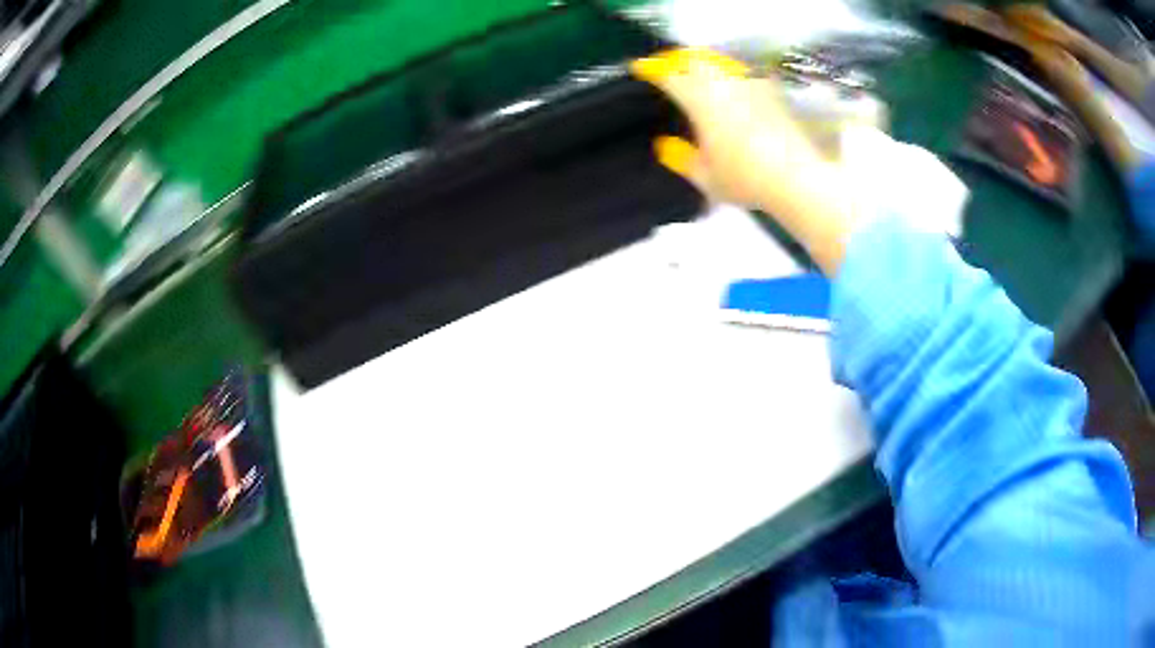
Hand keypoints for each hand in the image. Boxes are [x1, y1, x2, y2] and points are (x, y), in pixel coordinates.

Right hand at [630, 49, 822, 212]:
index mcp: (699, 99)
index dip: (651, 69)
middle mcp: (723, 83)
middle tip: (671, 71)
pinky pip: (744, 75)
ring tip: (702, 78)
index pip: (668, 75)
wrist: (797, 177)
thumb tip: (665, 146)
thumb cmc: (745, 179)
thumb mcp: (706, 178)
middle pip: (694, 59)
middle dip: (679, 61)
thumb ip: (682, 159)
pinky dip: (732, 78)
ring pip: (720, 63)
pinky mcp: (771, 92)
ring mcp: (750, 84)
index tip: (641, 68)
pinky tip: (735, 91)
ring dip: (706, 66)